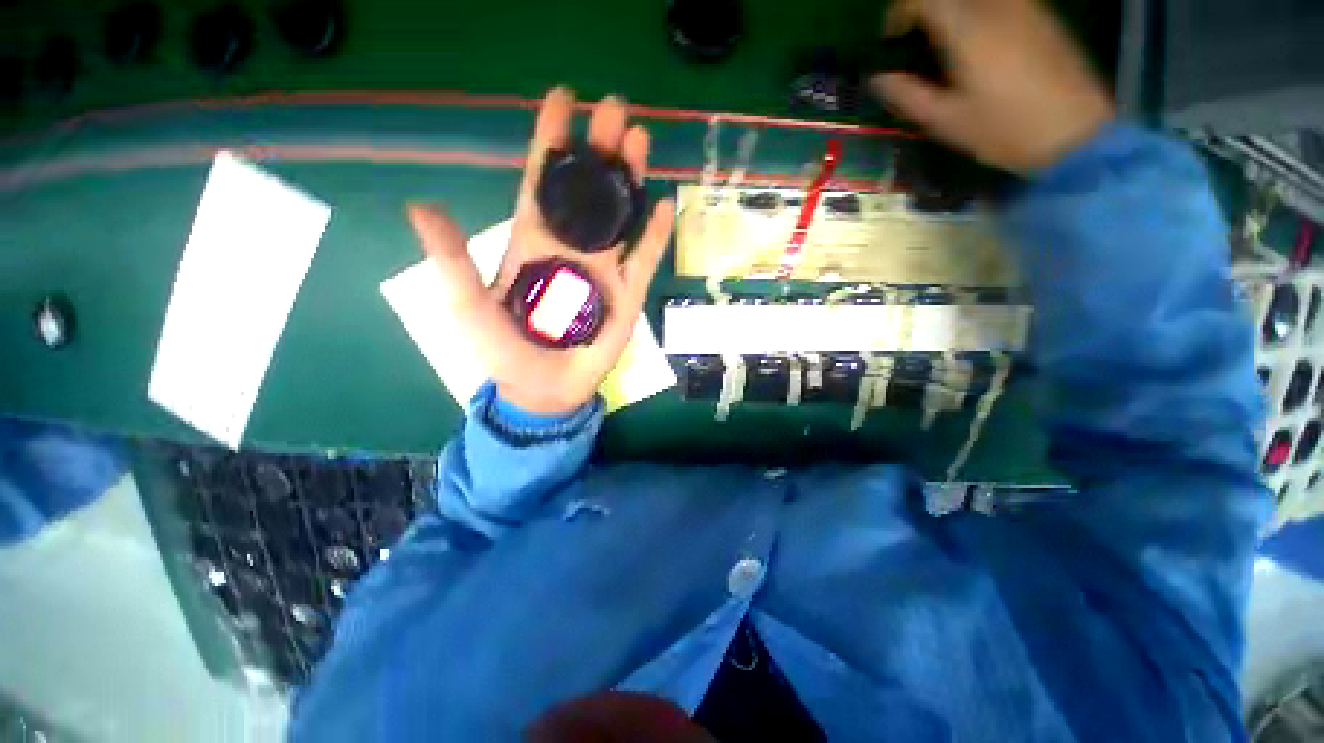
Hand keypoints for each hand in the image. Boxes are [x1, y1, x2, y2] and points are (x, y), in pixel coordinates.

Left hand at [408, 89, 674, 416]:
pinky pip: (642, 260)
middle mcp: (570, 247)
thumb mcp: (466, 306)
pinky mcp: (625, 295)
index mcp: (532, 241)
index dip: (551, 141)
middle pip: (588, 191)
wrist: (542, 388)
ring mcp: (603, 270)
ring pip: (619, 217)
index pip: (543, 182)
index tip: (563, 99)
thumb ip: (451, 260)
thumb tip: (421, 206)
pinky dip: (654, 236)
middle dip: (600, 148)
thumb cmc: (502, 351)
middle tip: (617, 107)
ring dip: (630, 181)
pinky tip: (663, 207)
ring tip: (642, 141)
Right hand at [872, 0, 1114, 173]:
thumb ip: (908, 95)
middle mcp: (996, 6)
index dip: (900, 13)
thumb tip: (878, 79)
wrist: (1075, 133)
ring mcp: (1024, 7)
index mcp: (968, 29)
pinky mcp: (1042, 17)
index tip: (891, 40)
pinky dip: (978, 14)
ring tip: (943, 44)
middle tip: (914, 40)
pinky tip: (976, 44)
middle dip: (925, 11)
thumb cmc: (1004, 130)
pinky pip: (1000, 3)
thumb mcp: (946, 121)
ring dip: (953, 12)